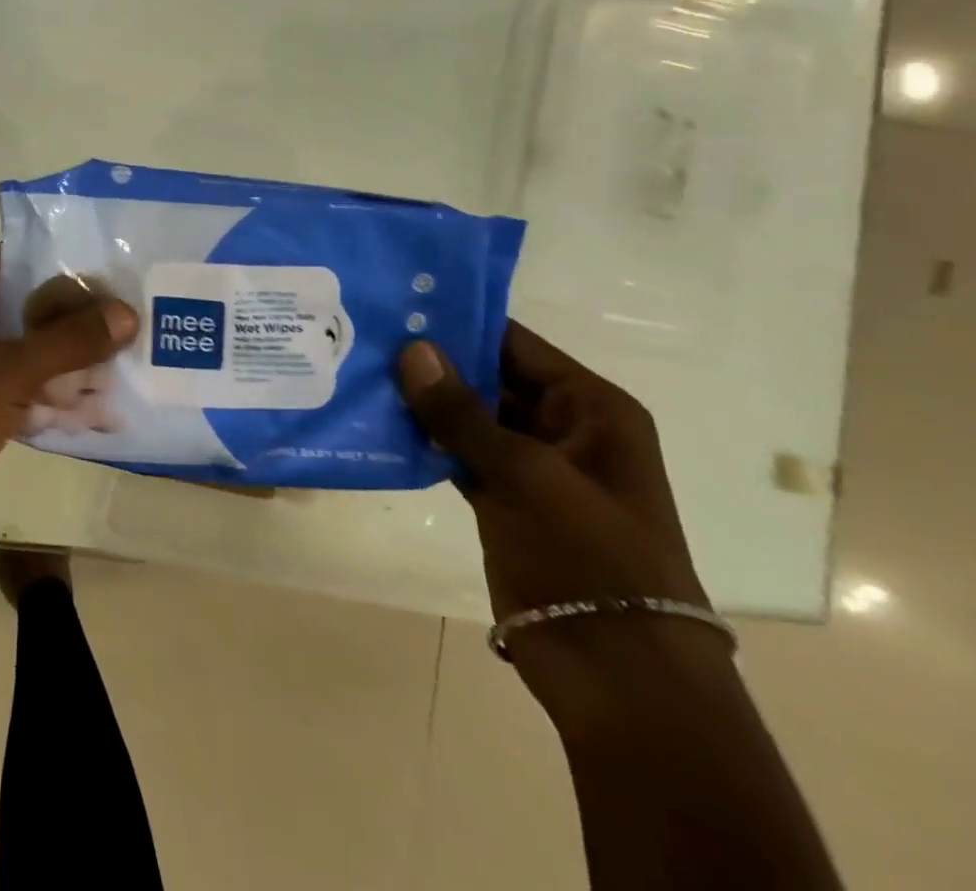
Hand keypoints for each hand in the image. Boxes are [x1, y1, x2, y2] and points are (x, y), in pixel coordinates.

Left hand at [0, 245, 137, 527]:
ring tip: (100, 370)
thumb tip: (128, 312)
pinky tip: (68, 404)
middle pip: (7, 303)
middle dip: (58, 324)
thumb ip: (71, 341)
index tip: (104, 291)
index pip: (9, 261)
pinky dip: (22, 386)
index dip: (59, 275)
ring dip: (45, 359)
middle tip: (110, 332)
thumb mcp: (11, 373)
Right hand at [397, 323, 722, 712]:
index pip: (515, 344)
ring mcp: (530, 466)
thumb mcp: (525, 474)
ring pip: (466, 416)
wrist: (617, 672)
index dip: (459, 322)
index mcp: (590, 408)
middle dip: (431, 360)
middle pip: (488, 377)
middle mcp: (561, 427)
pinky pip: (456, 453)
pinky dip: (422, 440)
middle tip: (364, 333)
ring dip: (421, 401)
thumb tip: (411, 348)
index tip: (396, 302)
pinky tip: (375, 422)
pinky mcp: (502, 499)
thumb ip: (461, 412)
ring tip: (358, 368)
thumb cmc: (588, 556)